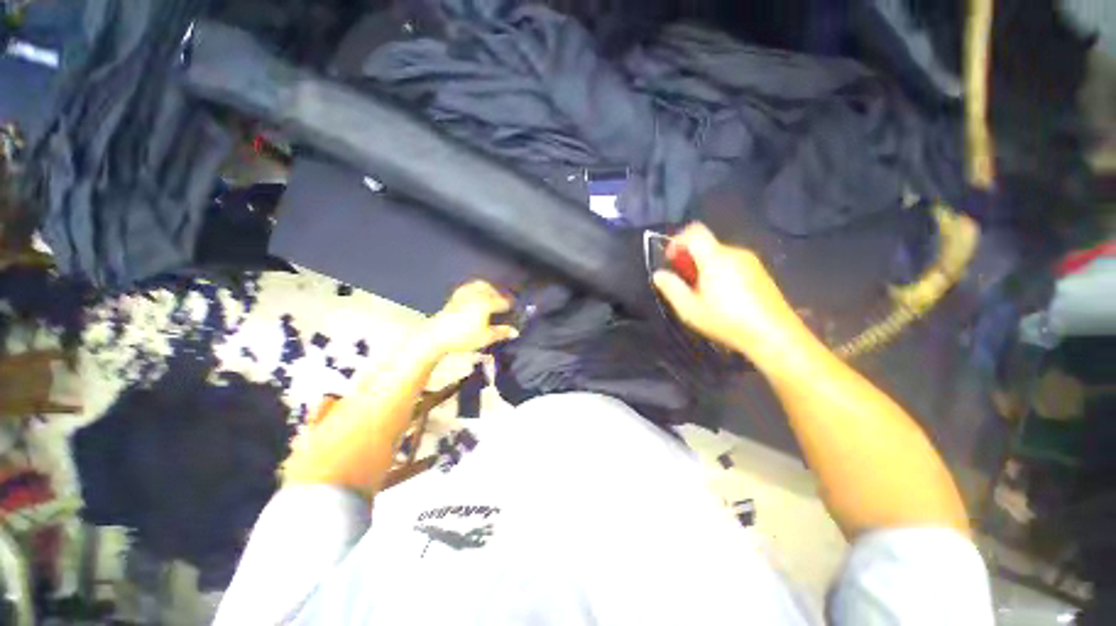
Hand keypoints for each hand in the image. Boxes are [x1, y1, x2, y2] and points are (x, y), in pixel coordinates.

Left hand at [420, 281, 518, 356]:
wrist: (437, 336)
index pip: (502, 301)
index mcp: (486, 303)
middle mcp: (476, 295)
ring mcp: (464, 294)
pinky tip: (476, 295)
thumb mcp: (486, 337)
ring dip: (489, 289)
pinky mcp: (455, 296)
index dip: (510, 304)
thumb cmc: (464, 337)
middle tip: (505, 301)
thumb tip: (515, 332)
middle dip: (500, 294)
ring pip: (480, 285)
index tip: (514, 307)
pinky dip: (476, 288)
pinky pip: (469, 287)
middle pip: (492, 290)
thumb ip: (502, 332)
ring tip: (492, 295)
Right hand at [652, 223, 806, 363]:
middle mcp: (735, 252)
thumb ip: (671, 288)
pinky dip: (720, 271)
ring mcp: (751, 261)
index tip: (671, 261)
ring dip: (704, 267)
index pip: (694, 231)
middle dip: (689, 259)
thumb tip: (658, 274)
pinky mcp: (760, 272)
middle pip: (706, 245)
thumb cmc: (726, 320)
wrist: (774, 335)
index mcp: (716, 257)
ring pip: (719, 255)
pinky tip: (722, 296)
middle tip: (684, 284)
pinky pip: (733, 263)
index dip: (678, 241)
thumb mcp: (690, 309)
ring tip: (702, 294)